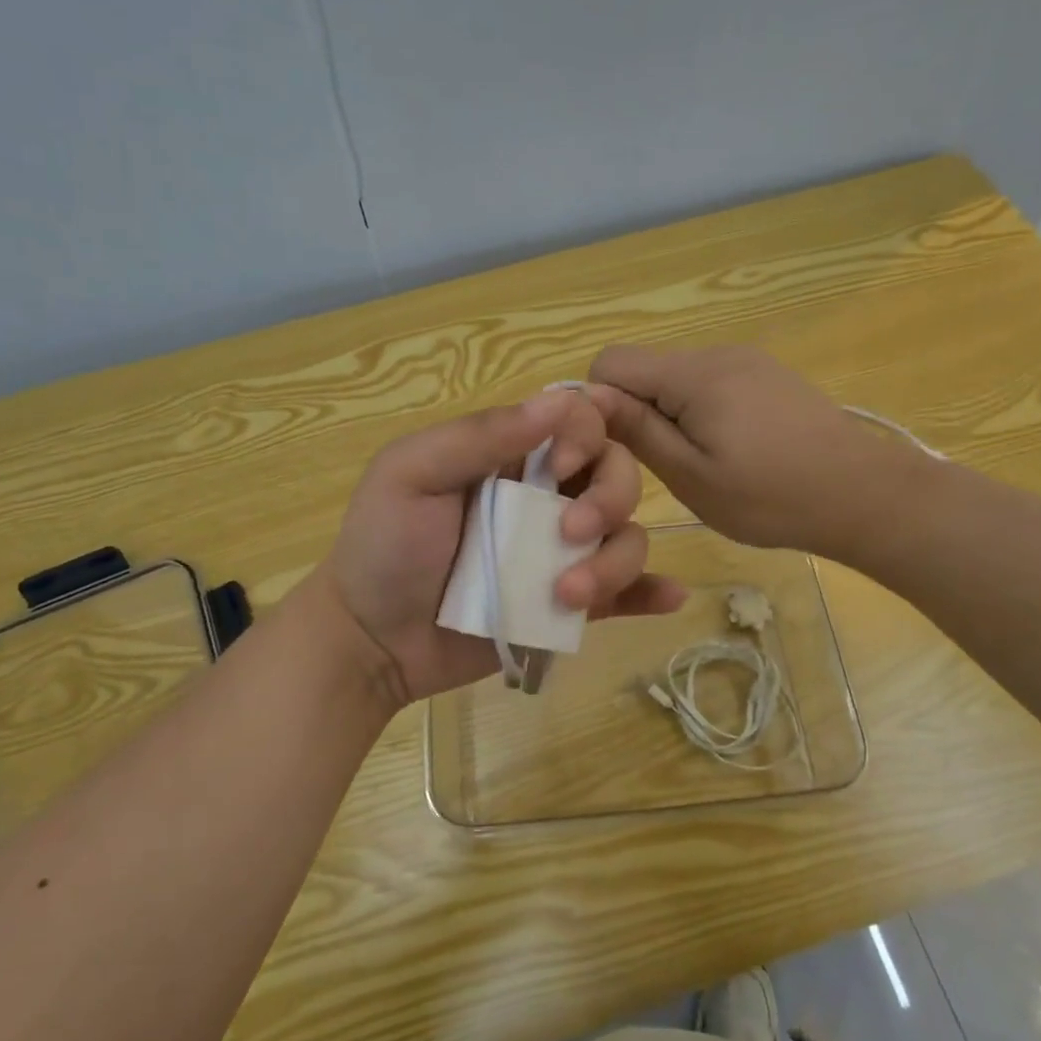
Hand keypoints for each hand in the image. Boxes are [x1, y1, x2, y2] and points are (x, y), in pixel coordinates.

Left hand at [320, 388, 685, 706]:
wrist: (371, 640)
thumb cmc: (383, 546)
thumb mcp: (411, 475)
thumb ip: (479, 436)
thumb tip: (557, 401)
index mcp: (510, 458)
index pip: (577, 424)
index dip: (584, 438)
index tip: (556, 471)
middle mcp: (545, 499)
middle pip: (616, 477)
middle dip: (610, 500)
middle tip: (569, 536)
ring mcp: (559, 556)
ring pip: (626, 538)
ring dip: (616, 561)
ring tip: (567, 596)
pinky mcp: (567, 607)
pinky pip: (624, 594)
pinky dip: (650, 592)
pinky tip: (669, 596)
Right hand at [586, 344, 933, 554]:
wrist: (865, 495)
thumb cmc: (771, 497)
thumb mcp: (691, 475)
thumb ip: (637, 430)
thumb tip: (586, 397)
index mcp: (692, 374)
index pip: (610, 362)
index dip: (600, 405)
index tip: (619, 449)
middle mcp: (716, 353)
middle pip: (644, 370)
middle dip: (637, 413)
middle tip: (666, 466)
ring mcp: (746, 361)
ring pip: (676, 379)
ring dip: (670, 416)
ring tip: (703, 464)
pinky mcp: (766, 375)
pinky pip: (709, 384)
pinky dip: (701, 413)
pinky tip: (732, 451)